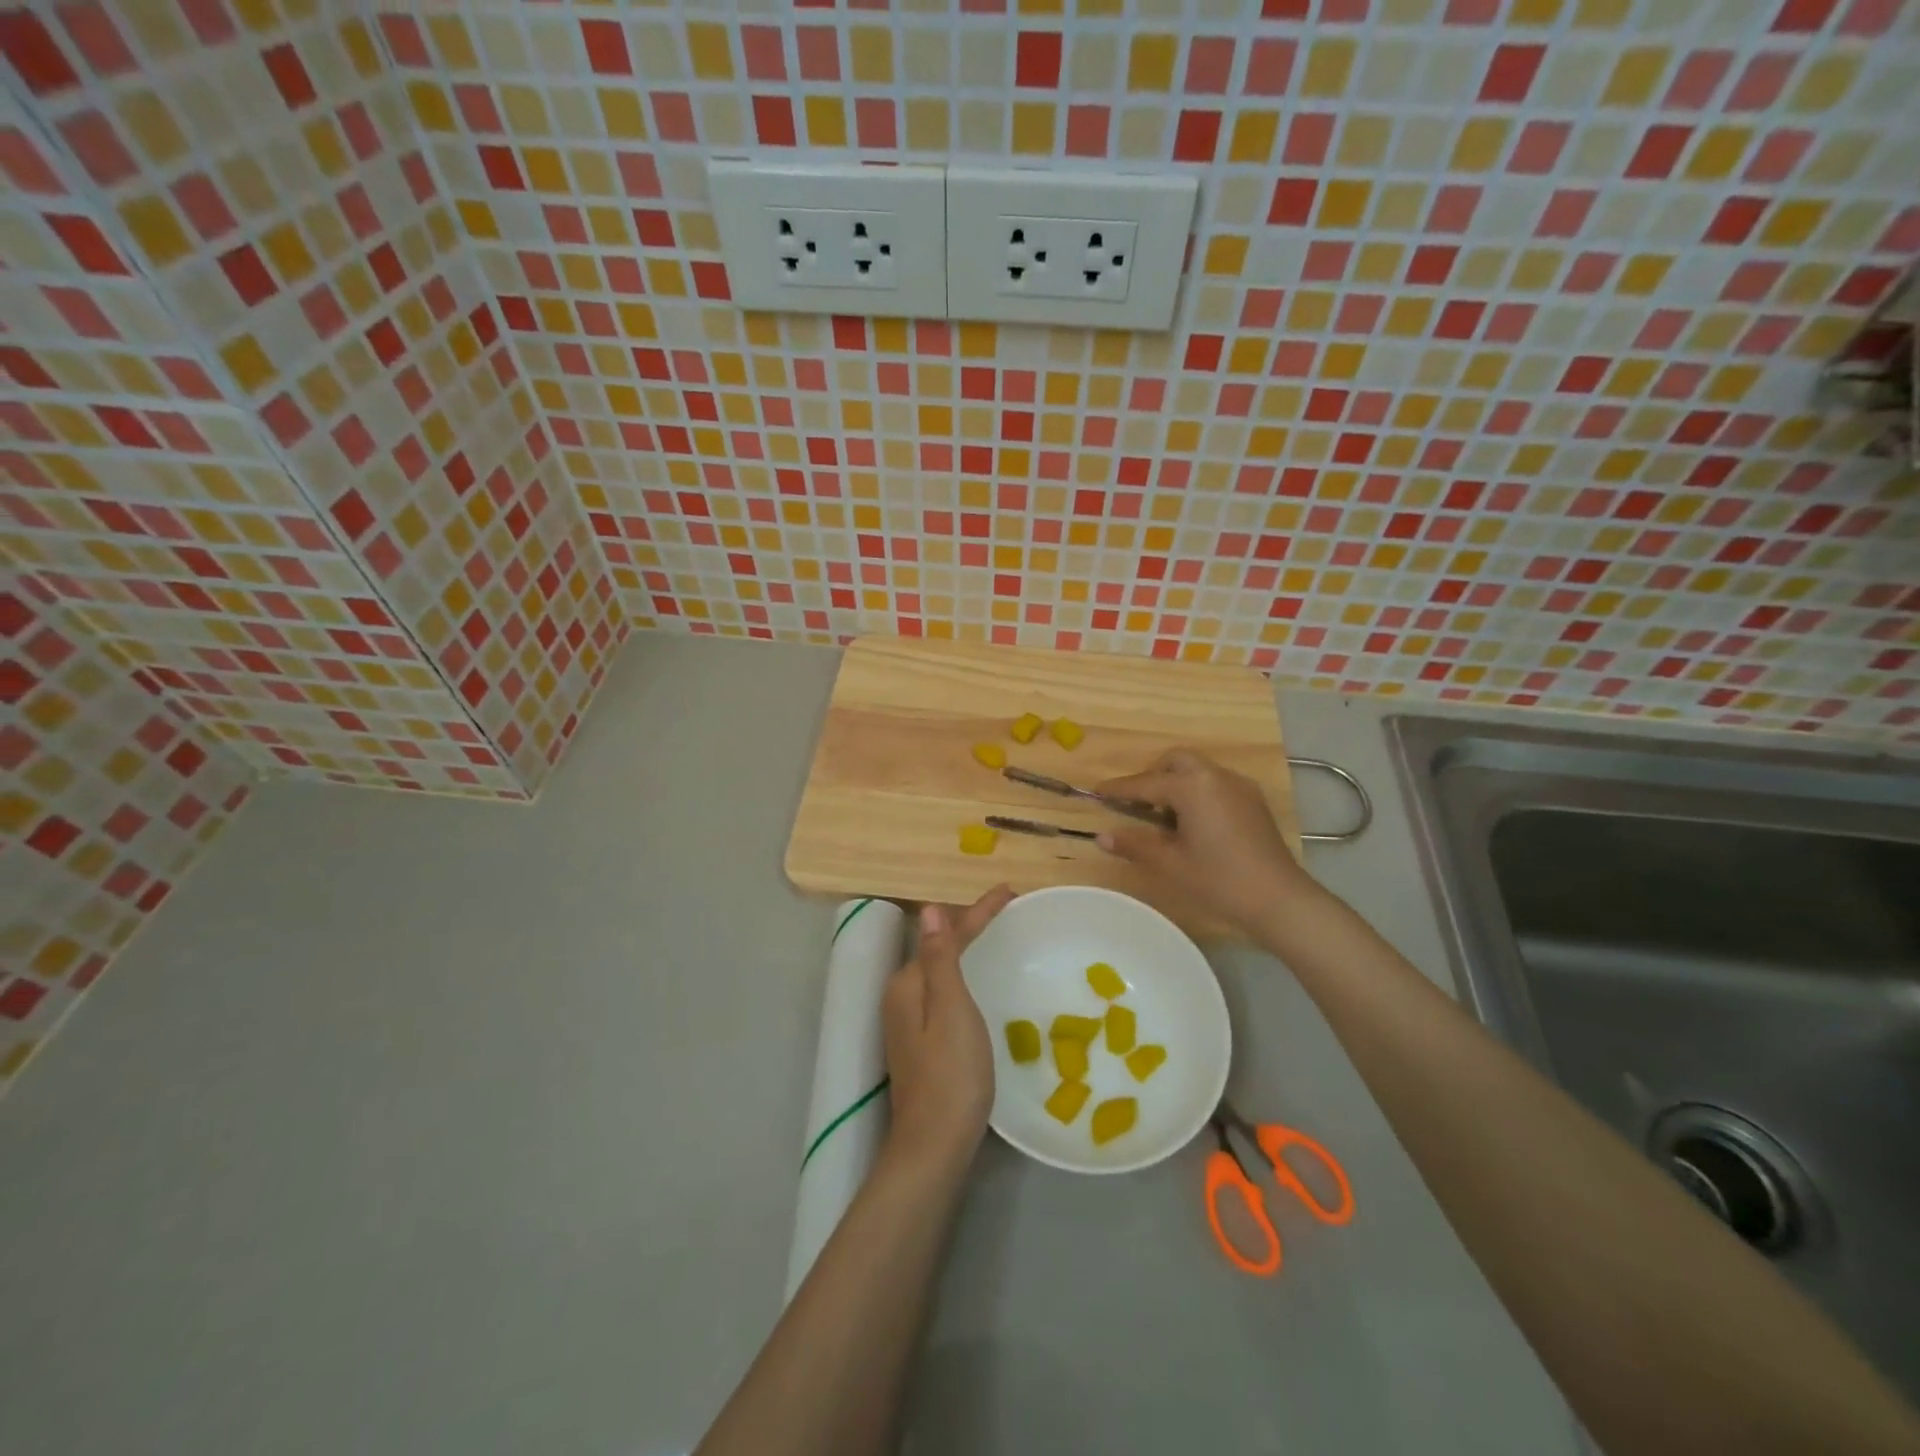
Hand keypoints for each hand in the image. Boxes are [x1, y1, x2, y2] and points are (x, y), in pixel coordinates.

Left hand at [881, 885, 1014, 1171]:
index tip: (1010, 892)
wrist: (934, 1145)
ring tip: (998, 935)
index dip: (979, 912)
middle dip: (971, 926)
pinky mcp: (920, 1041)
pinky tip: (980, 981)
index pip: (946, 935)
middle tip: (1009, 911)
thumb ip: (940, 958)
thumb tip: (929, 908)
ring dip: (968, 950)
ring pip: (942, 970)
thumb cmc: (951, 1075)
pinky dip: (964, 975)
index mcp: (908, 984)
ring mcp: (908, 1021)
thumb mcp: (951, 1010)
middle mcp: (902, 996)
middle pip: (940, 948)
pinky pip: (944, 992)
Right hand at [1096, 749, 1320, 935]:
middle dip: (1152, 776)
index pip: (1146, 783)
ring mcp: (1239, 787)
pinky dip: (1197, 792)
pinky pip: (1216, 784)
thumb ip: (1134, 845)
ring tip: (1164, 817)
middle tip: (1137, 803)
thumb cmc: (1219, 879)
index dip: (1119, 789)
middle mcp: (1216, 776)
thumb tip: (1102, 837)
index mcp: (1193, 786)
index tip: (1096, 792)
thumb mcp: (1170, 863)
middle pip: (1176, 762)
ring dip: (1176, 783)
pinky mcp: (1253, 802)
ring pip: (1199, 771)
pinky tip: (1193, 823)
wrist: (1278, 899)